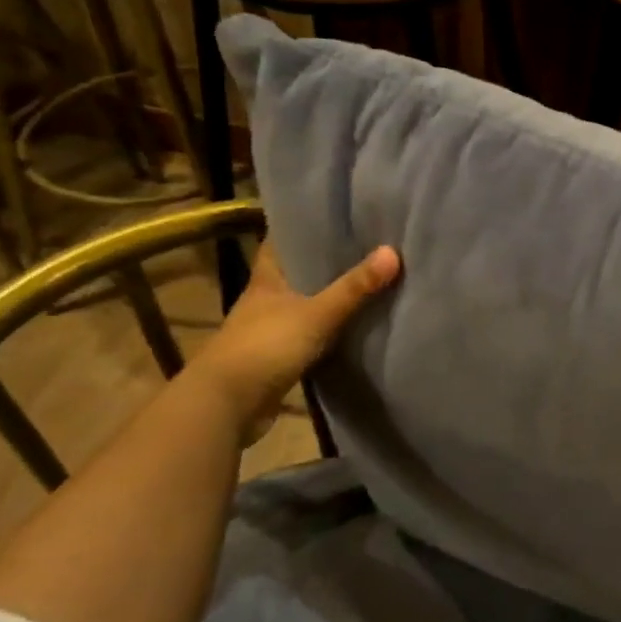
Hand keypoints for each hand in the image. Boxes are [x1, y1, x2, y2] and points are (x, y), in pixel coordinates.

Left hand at [185, 241, 400, 441]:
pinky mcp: (278, 358)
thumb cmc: (265, 347)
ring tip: (368, 281)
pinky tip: (354, 326)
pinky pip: (310, 335)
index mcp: (266, 279)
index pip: (283, 241)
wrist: (227, 405)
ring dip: (329, 297)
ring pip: (305, 304)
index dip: (304, 226)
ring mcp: (270, 330)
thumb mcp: (316, 314)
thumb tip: (393, 251)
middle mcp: (265, 299)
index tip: (336, 216)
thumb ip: (354, 287)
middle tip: (367, 246)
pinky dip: (329, 330)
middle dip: (326, 261)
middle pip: (298, 272)